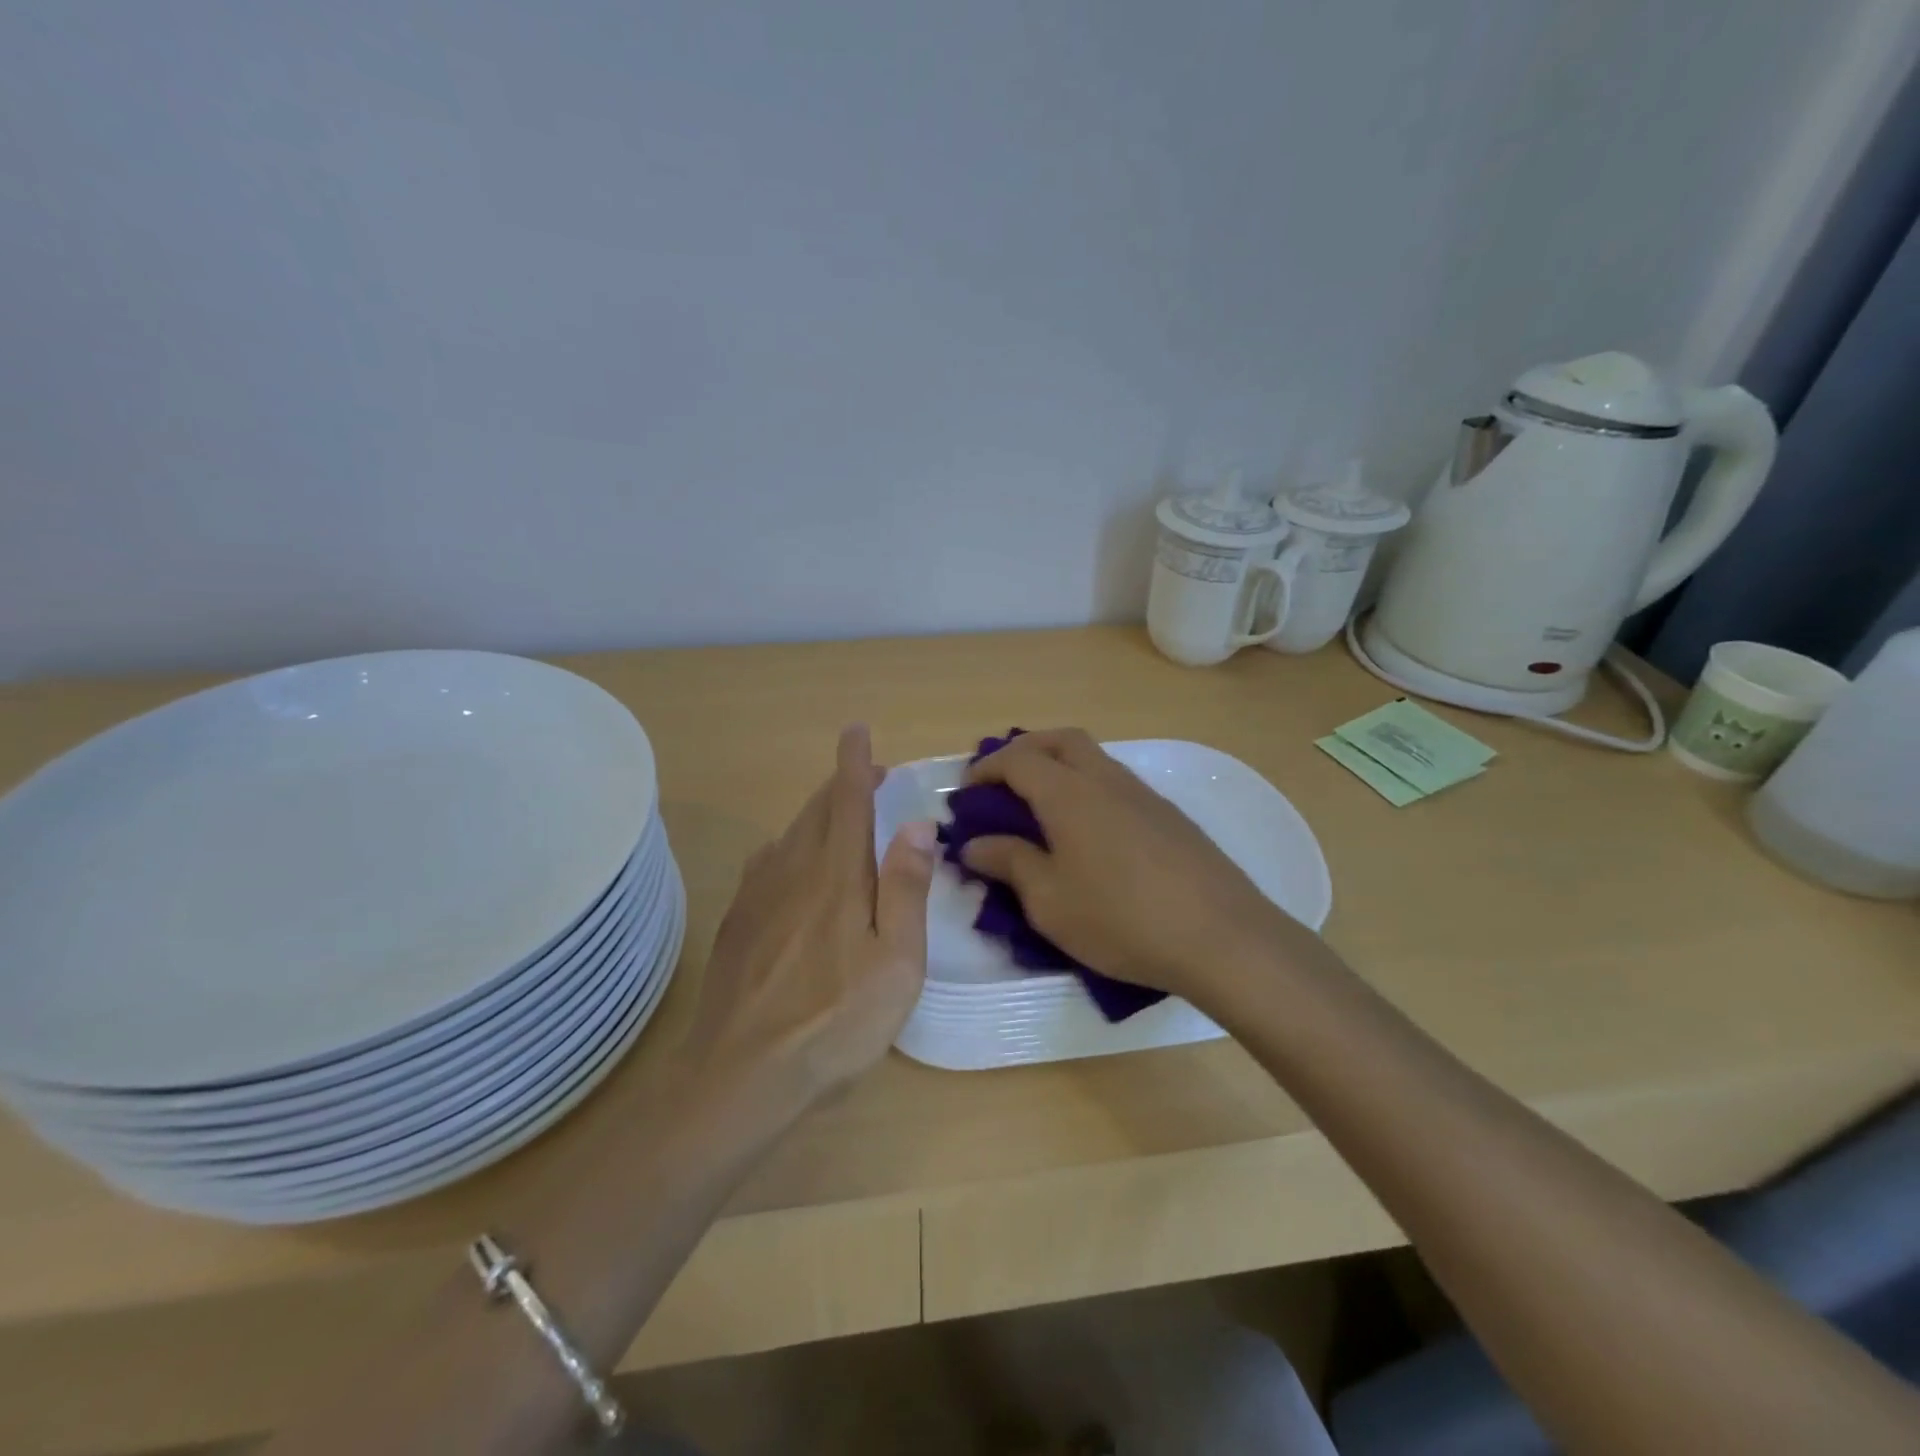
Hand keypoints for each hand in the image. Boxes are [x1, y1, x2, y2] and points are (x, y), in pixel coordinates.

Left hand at [686, 726, 934, 1101]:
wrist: (739, 1075)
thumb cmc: (835, 1020)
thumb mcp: (896, 962)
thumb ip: (906, 889)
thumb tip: (915, 824)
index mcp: (837, 875)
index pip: (847, 800)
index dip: (854, 762)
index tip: (857, 730)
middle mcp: (793, 870)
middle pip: (817, 811)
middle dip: (841, 785)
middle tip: (868, 778)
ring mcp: (757, 895)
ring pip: (790, 834)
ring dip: (817, 814)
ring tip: (839, 818)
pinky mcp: (737, 922)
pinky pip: (766, 863)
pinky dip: (788, 847)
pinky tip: (791, 866)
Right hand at [959, 728, 1307, 1006]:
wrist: (1221, 936)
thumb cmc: (1121, 919)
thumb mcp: (1049, 901)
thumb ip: (1008, 863)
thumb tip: (974, 844)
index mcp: (1069, 793)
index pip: (1017, 759)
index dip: (986, 769)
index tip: (966, 793)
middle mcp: (1106, 779)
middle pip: (1060, 740)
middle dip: (1026, 750)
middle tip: (1004, 782)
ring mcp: (1144, 794)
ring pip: (1094, 758)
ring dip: (1061, 767)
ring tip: (1042, 809)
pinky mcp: (1170, 816)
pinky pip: (1117, 784)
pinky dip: (1089, 789)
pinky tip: (1091, 834)